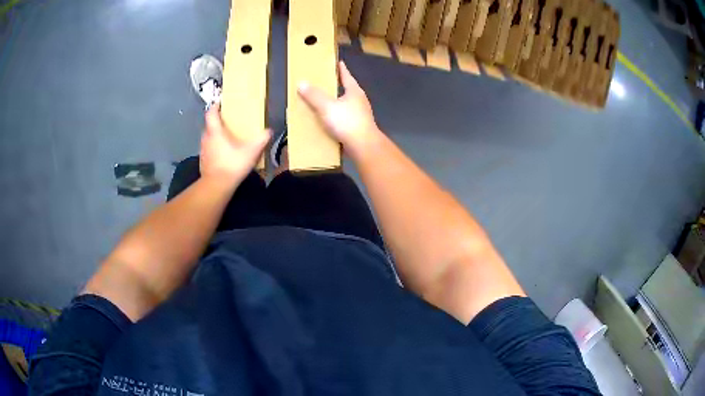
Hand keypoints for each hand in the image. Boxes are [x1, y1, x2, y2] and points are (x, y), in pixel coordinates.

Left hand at [199, 104, 269, 185]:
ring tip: (225, 138)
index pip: (211, 113)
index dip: (215, 107)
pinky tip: (222, 154)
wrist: (216, 186)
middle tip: (227, 122)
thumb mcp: (251, 152)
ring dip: (214, 136)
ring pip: (207, 138)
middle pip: (209, 125)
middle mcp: (206, 138)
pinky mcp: (203, 161)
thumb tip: (269, 131)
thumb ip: (261, 140)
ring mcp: (203, 150)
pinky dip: (213, 148)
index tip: (220, 103)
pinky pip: (208, 150)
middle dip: (216, 122)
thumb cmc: (232, 165)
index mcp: (215, 132)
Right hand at [298, 61, 380, 158]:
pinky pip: (344, 118)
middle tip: (324, 82)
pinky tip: (327, 120)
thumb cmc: (347, 122)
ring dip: (335, 102)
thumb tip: (301, 83)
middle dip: (336, 86)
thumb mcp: (327, 107)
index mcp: (354, 91)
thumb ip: (314, 95)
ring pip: (345, 104)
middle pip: (347, 89)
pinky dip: (336, 116)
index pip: (346, 76)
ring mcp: (360, 115)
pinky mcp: (357, 127)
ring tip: (322, 101)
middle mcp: (359, 101)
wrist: (363, 146)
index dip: (341, 69)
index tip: (338, 62)